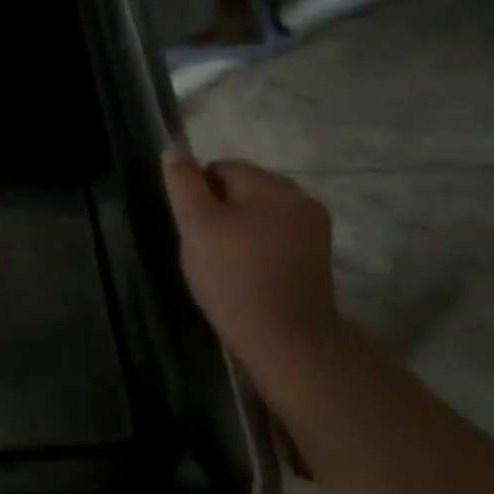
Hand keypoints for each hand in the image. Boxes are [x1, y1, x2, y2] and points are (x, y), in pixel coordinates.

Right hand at [161, 154, 340, 368]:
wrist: (287, 340)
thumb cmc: (233, 276)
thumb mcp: (195, 224)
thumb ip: (183, 183)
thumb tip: (175, 152)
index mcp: (270, 184)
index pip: (220, 167)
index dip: (198, 193)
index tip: (193, 228)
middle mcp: (299, 197)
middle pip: (243, 188)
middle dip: (220, 208)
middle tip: (205, 246)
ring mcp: (314, 228)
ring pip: (260, 212)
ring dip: (239, 227)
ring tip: (225, 261)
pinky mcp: (318, 256)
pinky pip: (277, 234)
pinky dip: (259, 245)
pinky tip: (249, 271)